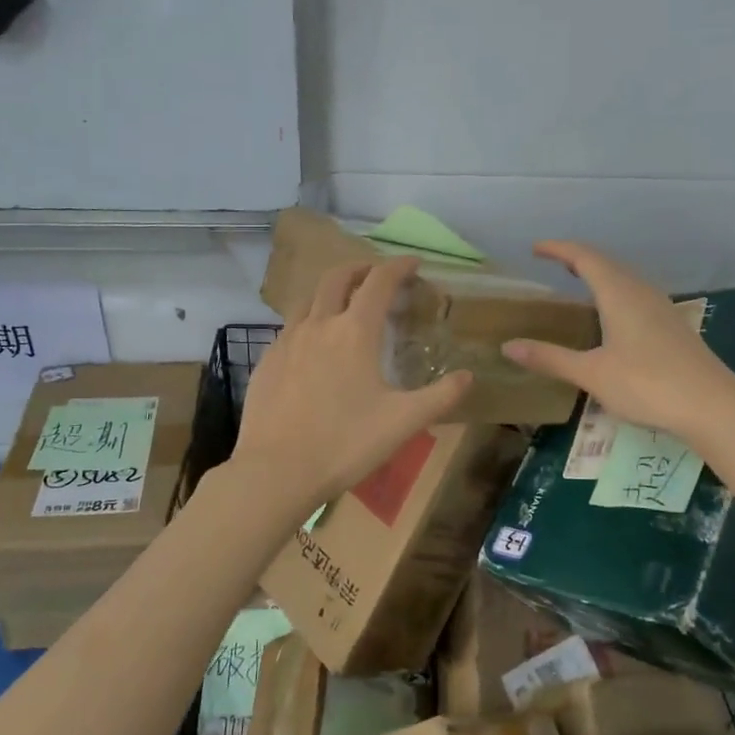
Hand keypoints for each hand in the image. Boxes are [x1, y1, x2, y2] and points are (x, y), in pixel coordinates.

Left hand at [232, 258, 472, 506]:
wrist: (276, 471)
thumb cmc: (345, 443)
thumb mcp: (403, 422)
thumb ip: (440, 396)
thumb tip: (468, 376)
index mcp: (354, 331)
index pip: (379, 282)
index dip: (398, 267)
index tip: (413, 263)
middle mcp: (318, 325)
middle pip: (337, 278)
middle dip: (360, 269)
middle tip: (376, 276)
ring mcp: (286, 342)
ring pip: (308, 300)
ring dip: (330, 292)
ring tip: (343, 306)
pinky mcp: (266, 362)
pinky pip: (290, 329)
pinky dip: (308, 323)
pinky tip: (313, 348)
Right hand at [502, 241, 734, 439]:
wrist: (713, 406)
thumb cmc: (647, 384)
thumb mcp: (591, 373)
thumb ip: (550, 358)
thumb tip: (508, 346)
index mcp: (619, 293)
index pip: (584, 257)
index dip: (559, 249)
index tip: (535, 248)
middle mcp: (641, 292)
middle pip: (607, 263)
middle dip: (579, 258)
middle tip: (554, 262)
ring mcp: (662, 308)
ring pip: (626, 278)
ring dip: (600, 273)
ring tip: (580, 282)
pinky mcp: (673, 326)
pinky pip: (637, 294)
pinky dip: (616, 291)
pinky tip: (613, 314)